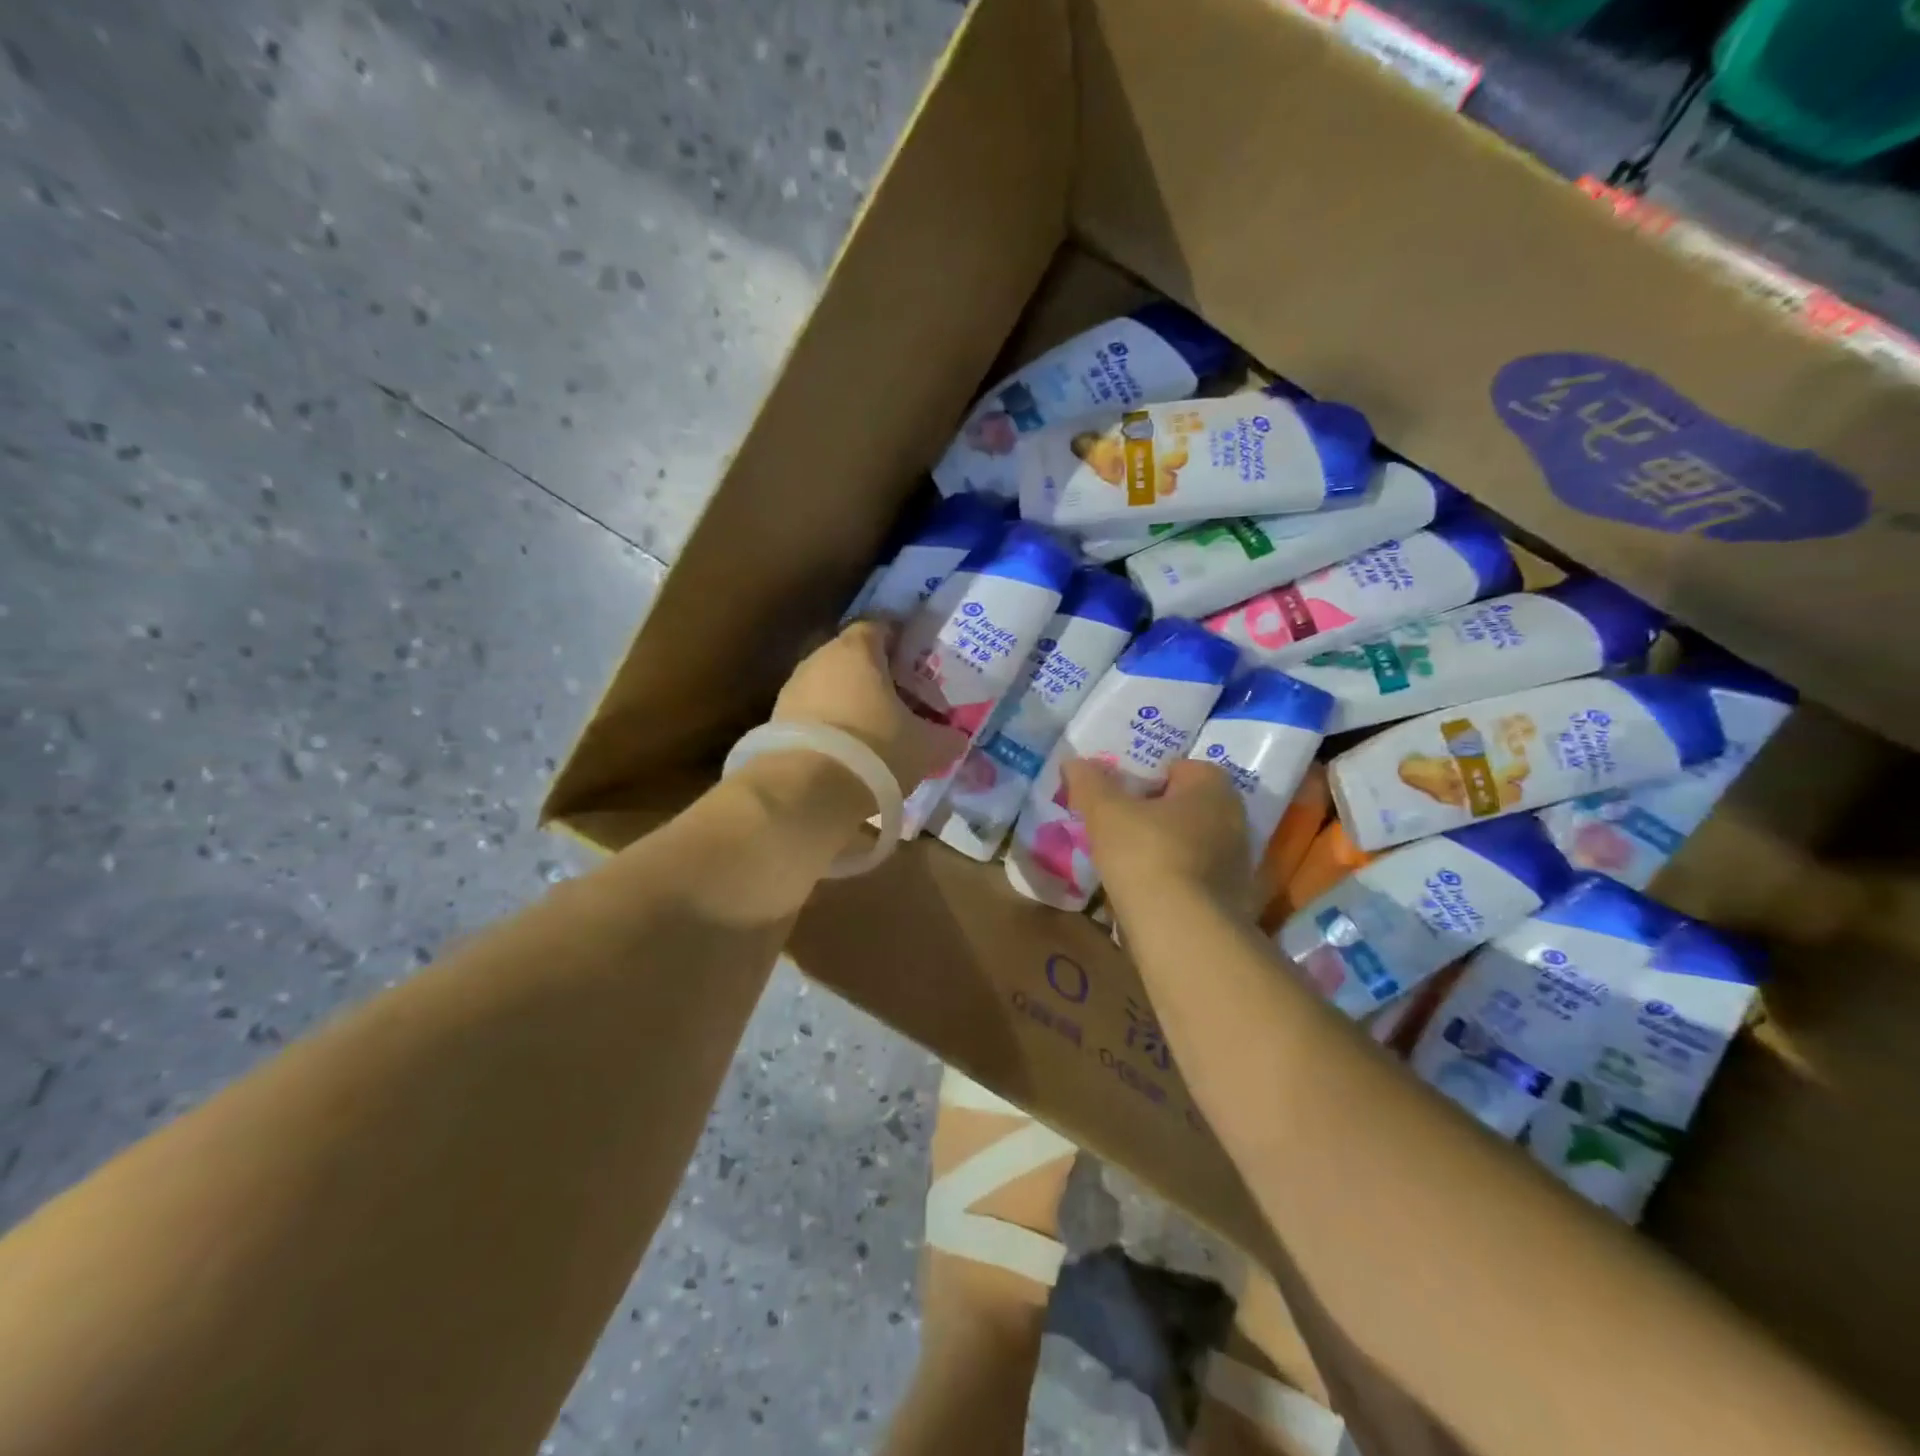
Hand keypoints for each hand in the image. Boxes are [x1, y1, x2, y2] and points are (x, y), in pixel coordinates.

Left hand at [772, 620, 966, 791]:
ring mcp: (792, 689)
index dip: (900, 644)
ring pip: (830, 687)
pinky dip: (829, 727)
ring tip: (874, 733)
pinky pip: (811, 715)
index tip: (917, 666)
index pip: (879, 628)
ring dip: (850, 703)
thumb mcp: (925, 748)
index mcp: (857, 651)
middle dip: (876, 677)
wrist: (804, 791)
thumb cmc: (875, 750)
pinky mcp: (775, 721)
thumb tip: (957, 739)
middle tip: (901, 703)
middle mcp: (820, 659)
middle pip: (853, 658)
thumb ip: (947, 738)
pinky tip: (846, 753)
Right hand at [1061, 758, 1255, 914]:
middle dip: (1154, 814)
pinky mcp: (1231, 899)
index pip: (1179, 768)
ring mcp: (1236, 862)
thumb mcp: (1105, 812)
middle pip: (1185, 806)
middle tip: (1117, 826)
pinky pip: (1194, 876)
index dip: (1145, 777)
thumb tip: (1074, 761)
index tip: (1118, 796)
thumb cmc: (1146, 854)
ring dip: (1163, 849)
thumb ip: (1089, 783)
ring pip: (1190, 843)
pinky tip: (1143, 891)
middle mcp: (1234, 818)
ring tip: (1124, 862)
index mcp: (1212, 786)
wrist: (1182, 932)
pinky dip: (1172, 879)